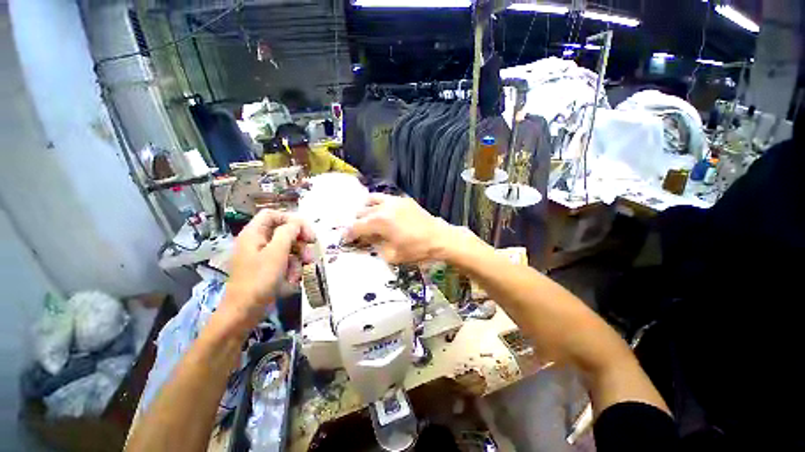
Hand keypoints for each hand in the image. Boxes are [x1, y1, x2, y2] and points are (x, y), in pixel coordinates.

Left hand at [220, 210, 313, 331]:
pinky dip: (291, 270)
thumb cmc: (259, 280)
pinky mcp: (266, 269)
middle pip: (284, 232)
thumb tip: (297, 222)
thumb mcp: (277, 253)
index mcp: (254, 234)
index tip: (307, 233)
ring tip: (299, 273)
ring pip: (287, 249)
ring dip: (298, 260)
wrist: (243, 312)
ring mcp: (262, 257)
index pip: (273, 215)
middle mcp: (257, 242)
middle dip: (299, 244)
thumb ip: (288, 233)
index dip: (292, 220)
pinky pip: (284, 262)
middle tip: (310, 255)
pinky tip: (291, 281)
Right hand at [344, 194, 464, 263]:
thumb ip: (375, 247)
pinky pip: (385, 198)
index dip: (348, 234)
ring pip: (371, 199)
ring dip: (366, 209)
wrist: (439, 238)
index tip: (346, 239)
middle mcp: (384, 207)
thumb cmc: (416, 249)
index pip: (356, 227)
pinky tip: (383, 212)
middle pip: (362, 212)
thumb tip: (367, 240)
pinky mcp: (403, 199)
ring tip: (368, 218)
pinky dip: (379, 204)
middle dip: (357, 223)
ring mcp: (394, 201)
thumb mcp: (392, 255)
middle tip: (359, 232)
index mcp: (379, 222)